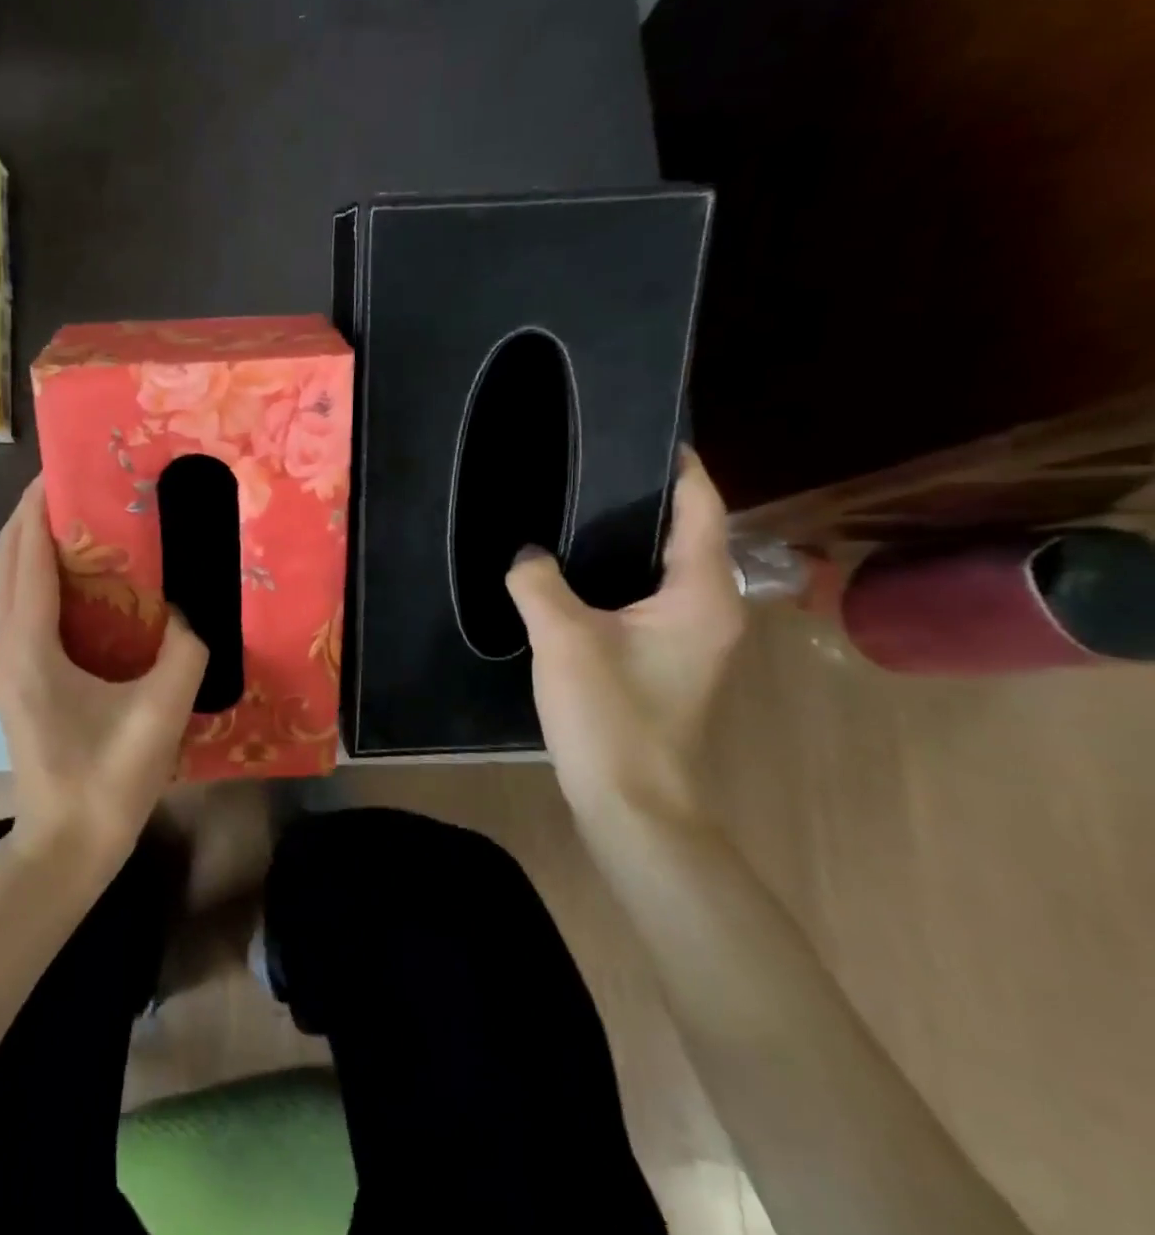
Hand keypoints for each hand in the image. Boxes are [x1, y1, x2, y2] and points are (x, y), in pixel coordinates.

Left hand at [0, 476, 209, 877]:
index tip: (69, 468)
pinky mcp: (15, 676)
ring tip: (83, 519)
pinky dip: (41, 575)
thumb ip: (185, 652)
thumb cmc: (106, 782)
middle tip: (82, 485)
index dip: (42, 505)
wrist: (64, 847)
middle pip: (8, 558)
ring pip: (9, 581)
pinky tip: (84, 577)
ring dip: (35, 543)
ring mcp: (4, 661)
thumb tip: (193, 613)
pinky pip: (20, 605)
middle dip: (35, 514)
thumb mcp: (159, 714)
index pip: (28, 554)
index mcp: (29, 646)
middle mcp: (5, 643)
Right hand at [504, 448, 744, 819]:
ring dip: (627, 539)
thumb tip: (525, 552)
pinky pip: (645, 598)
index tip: (643, 431)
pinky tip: (572, 573)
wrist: (631, 803)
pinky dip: (616, 575)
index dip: (679, 466)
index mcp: (702, 593)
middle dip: (643, 498)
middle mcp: (710, 608)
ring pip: (663, 568)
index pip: (702, 507)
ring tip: (574, 509)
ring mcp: (691, 638)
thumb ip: (538, 582)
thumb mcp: (563, 638)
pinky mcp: (665, 660)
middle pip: (686, 533)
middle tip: (588, 466)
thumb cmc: (610, 714)